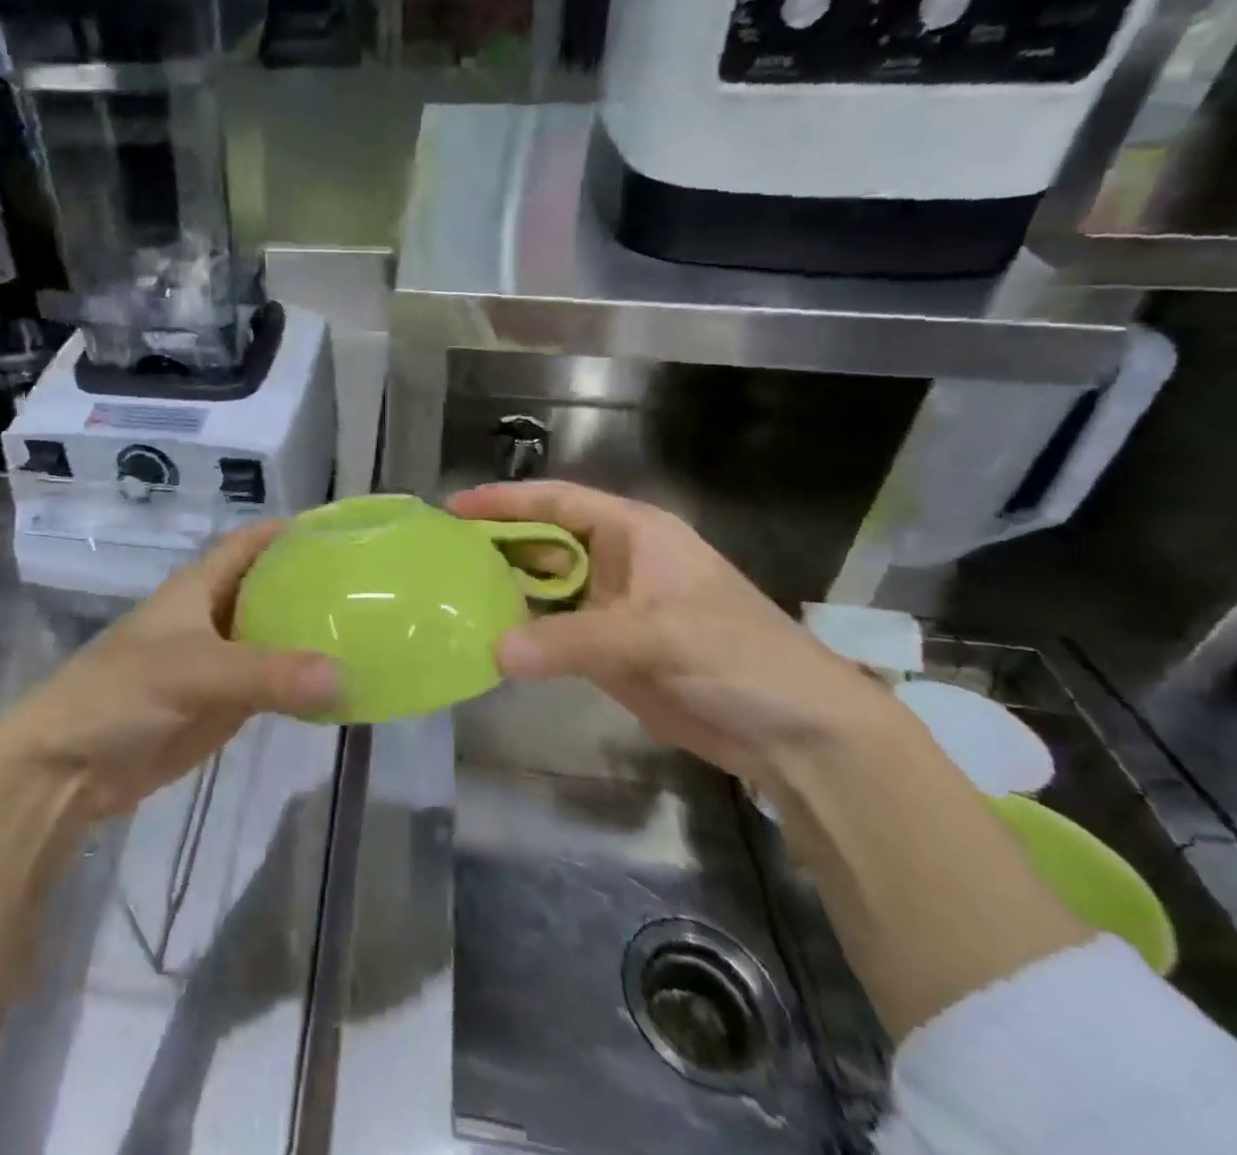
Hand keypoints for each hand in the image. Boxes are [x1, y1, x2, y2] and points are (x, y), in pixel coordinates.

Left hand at [0, 521, 340, 819]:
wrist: (71, 766)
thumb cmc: (122, 693)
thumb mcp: (194, 672)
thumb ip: (268, 674)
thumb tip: (344, 676)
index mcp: (200, 586)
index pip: (252, 542)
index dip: (290, 530)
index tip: (343, 531)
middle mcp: (213, 615)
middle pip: (271, 588)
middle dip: (314, 584)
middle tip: (374, 588)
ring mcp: (219, 661)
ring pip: (275, 637)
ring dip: (312, 635)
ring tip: (371, 631)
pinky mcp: (222, 703)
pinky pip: (272, 684)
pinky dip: (302, 682)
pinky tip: (341, 684)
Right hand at [447, 481, 892, 783]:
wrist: (798, 735)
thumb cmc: (738, 656)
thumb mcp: (656, 636)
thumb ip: (572, 640)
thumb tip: (494, 651)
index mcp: (634, 533)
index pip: (558, 502)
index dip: (506, 501)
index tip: (454, 507)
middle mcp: (616, 563)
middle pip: (543, 544)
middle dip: (495, 547)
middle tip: (438, 557)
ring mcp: (610, 609)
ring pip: (543, 590)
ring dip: (504, 593)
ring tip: (449, 596)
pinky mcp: (607, 652)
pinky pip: (552, 634)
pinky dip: (521, 636)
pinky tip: (486, 639)